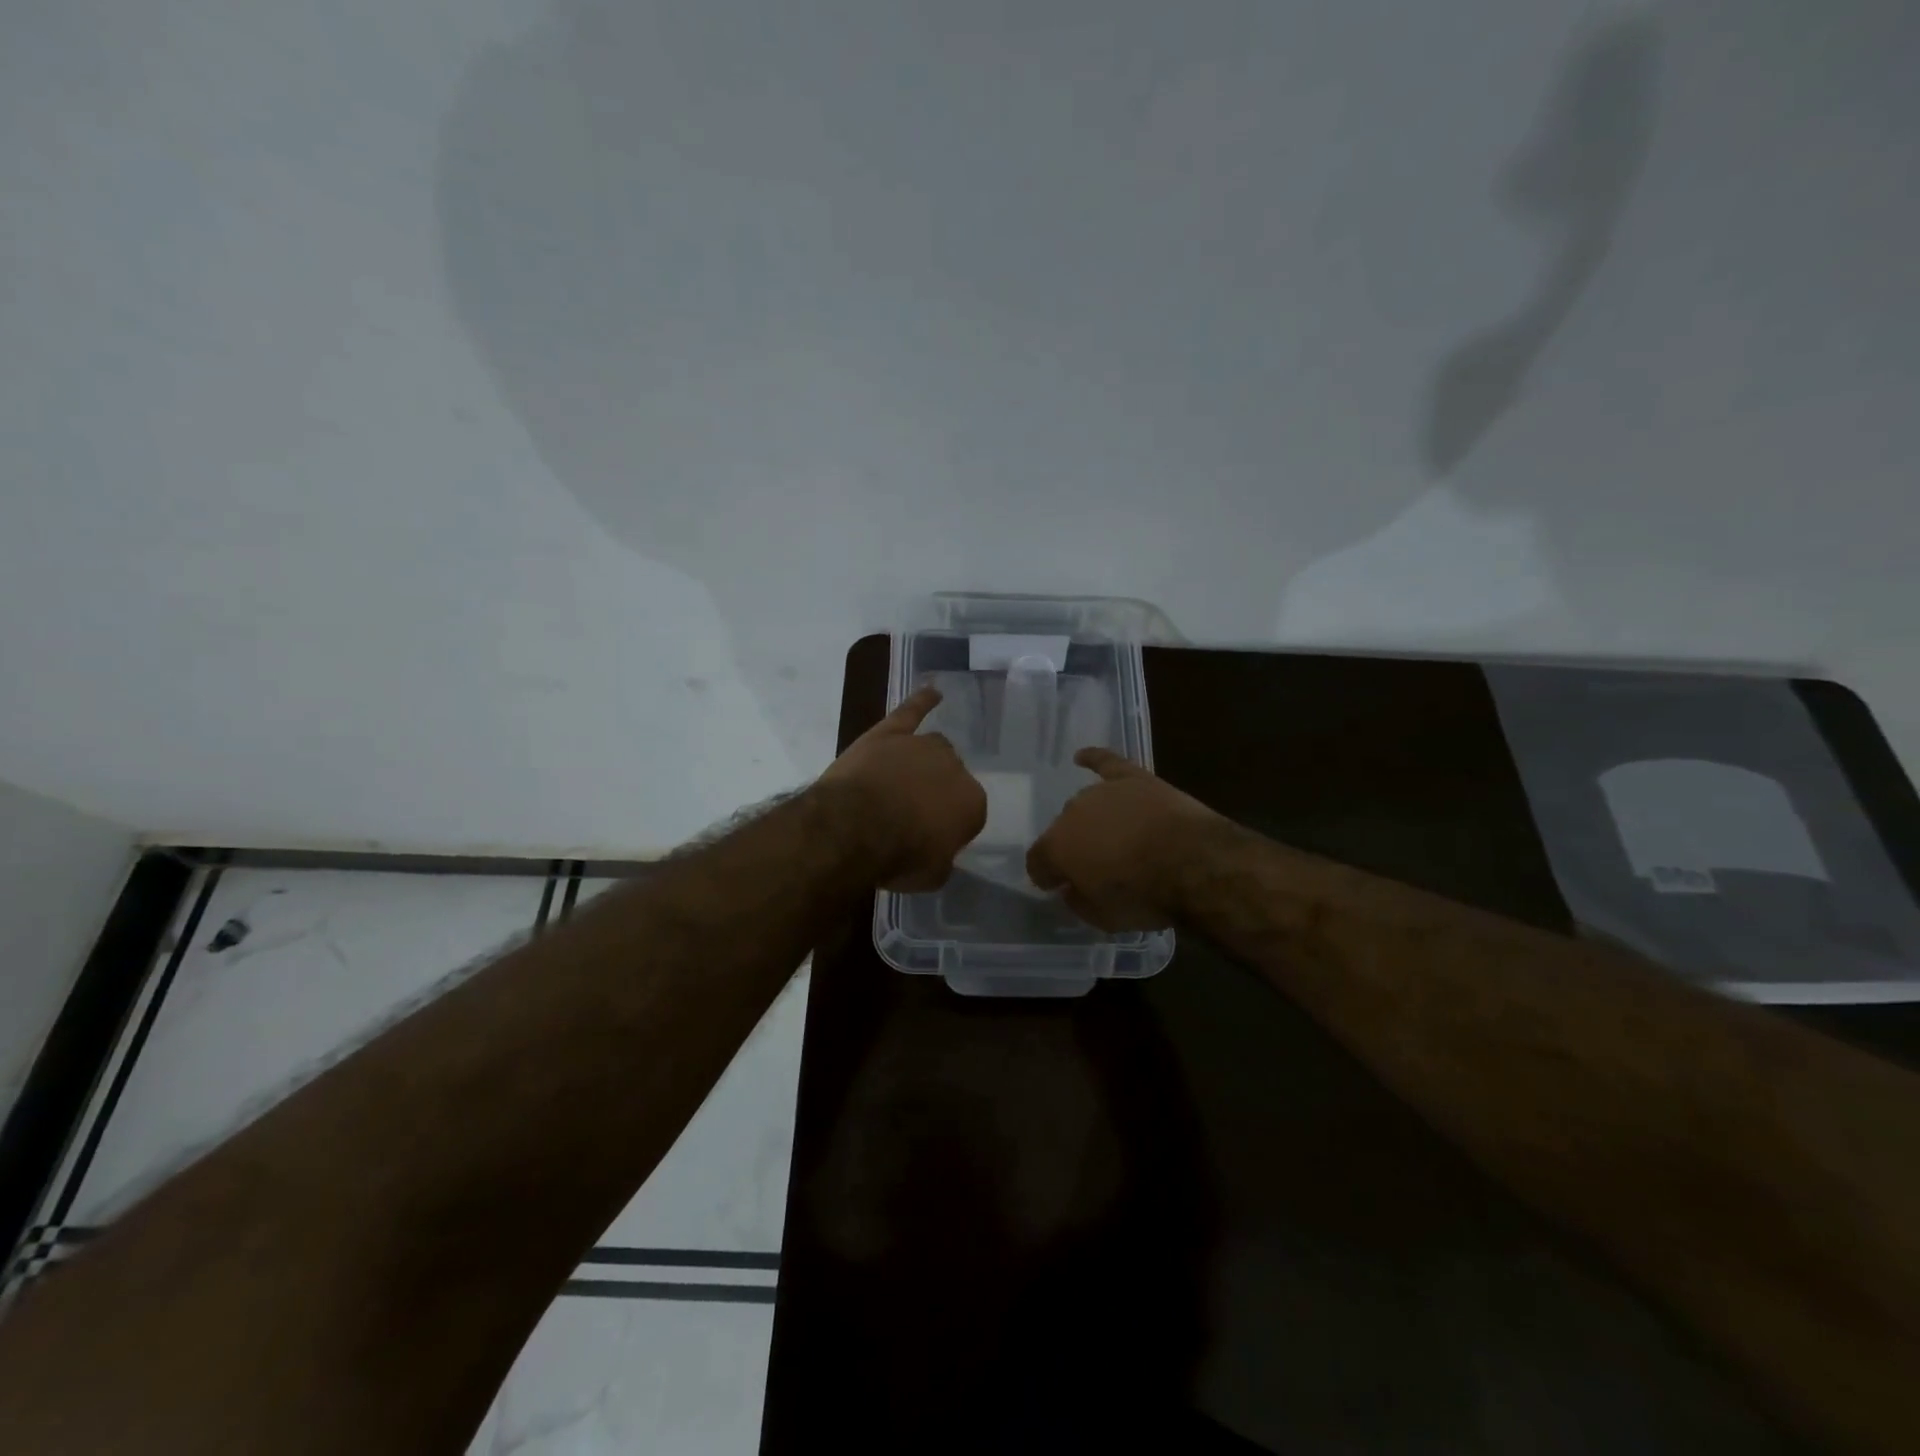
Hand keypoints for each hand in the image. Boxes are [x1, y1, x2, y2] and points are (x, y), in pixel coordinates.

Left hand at [819, 686, 986, 891]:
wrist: (855, 828)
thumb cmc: (898, 857)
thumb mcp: (931, 876)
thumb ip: (942, 860)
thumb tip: (939, 854)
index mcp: (972, 803)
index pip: (968, 813)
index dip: (948, 827)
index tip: (929, 840)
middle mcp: (954, 768)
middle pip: (951, 777)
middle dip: (936, 793)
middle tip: (912, 814)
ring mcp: (921, 746)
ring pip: (933, 749)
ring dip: (924, 763)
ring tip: (908, 778)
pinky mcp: (890, 733)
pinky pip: (911, 711)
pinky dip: (921, 701)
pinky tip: (932, 691)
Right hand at [1026, 748, 1227, 930]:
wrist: (1194, 863)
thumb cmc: (1144, 896)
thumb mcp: (1103, 918)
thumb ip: (1078, 901)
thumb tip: (1071, 888)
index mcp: (1056, 847)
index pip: (1037, 862)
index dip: (1046, 876)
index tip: (1057, 887)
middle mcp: (1071, 813)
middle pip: (1064, 831)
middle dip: (1074, 848)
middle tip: (1096, 867)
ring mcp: (1103, 792)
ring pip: (1086, 805)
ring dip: (1092, 821)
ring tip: (1110, 837)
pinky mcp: (1134, 779)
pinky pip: (1106, 763)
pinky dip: (1093, 758)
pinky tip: (1082, 757)